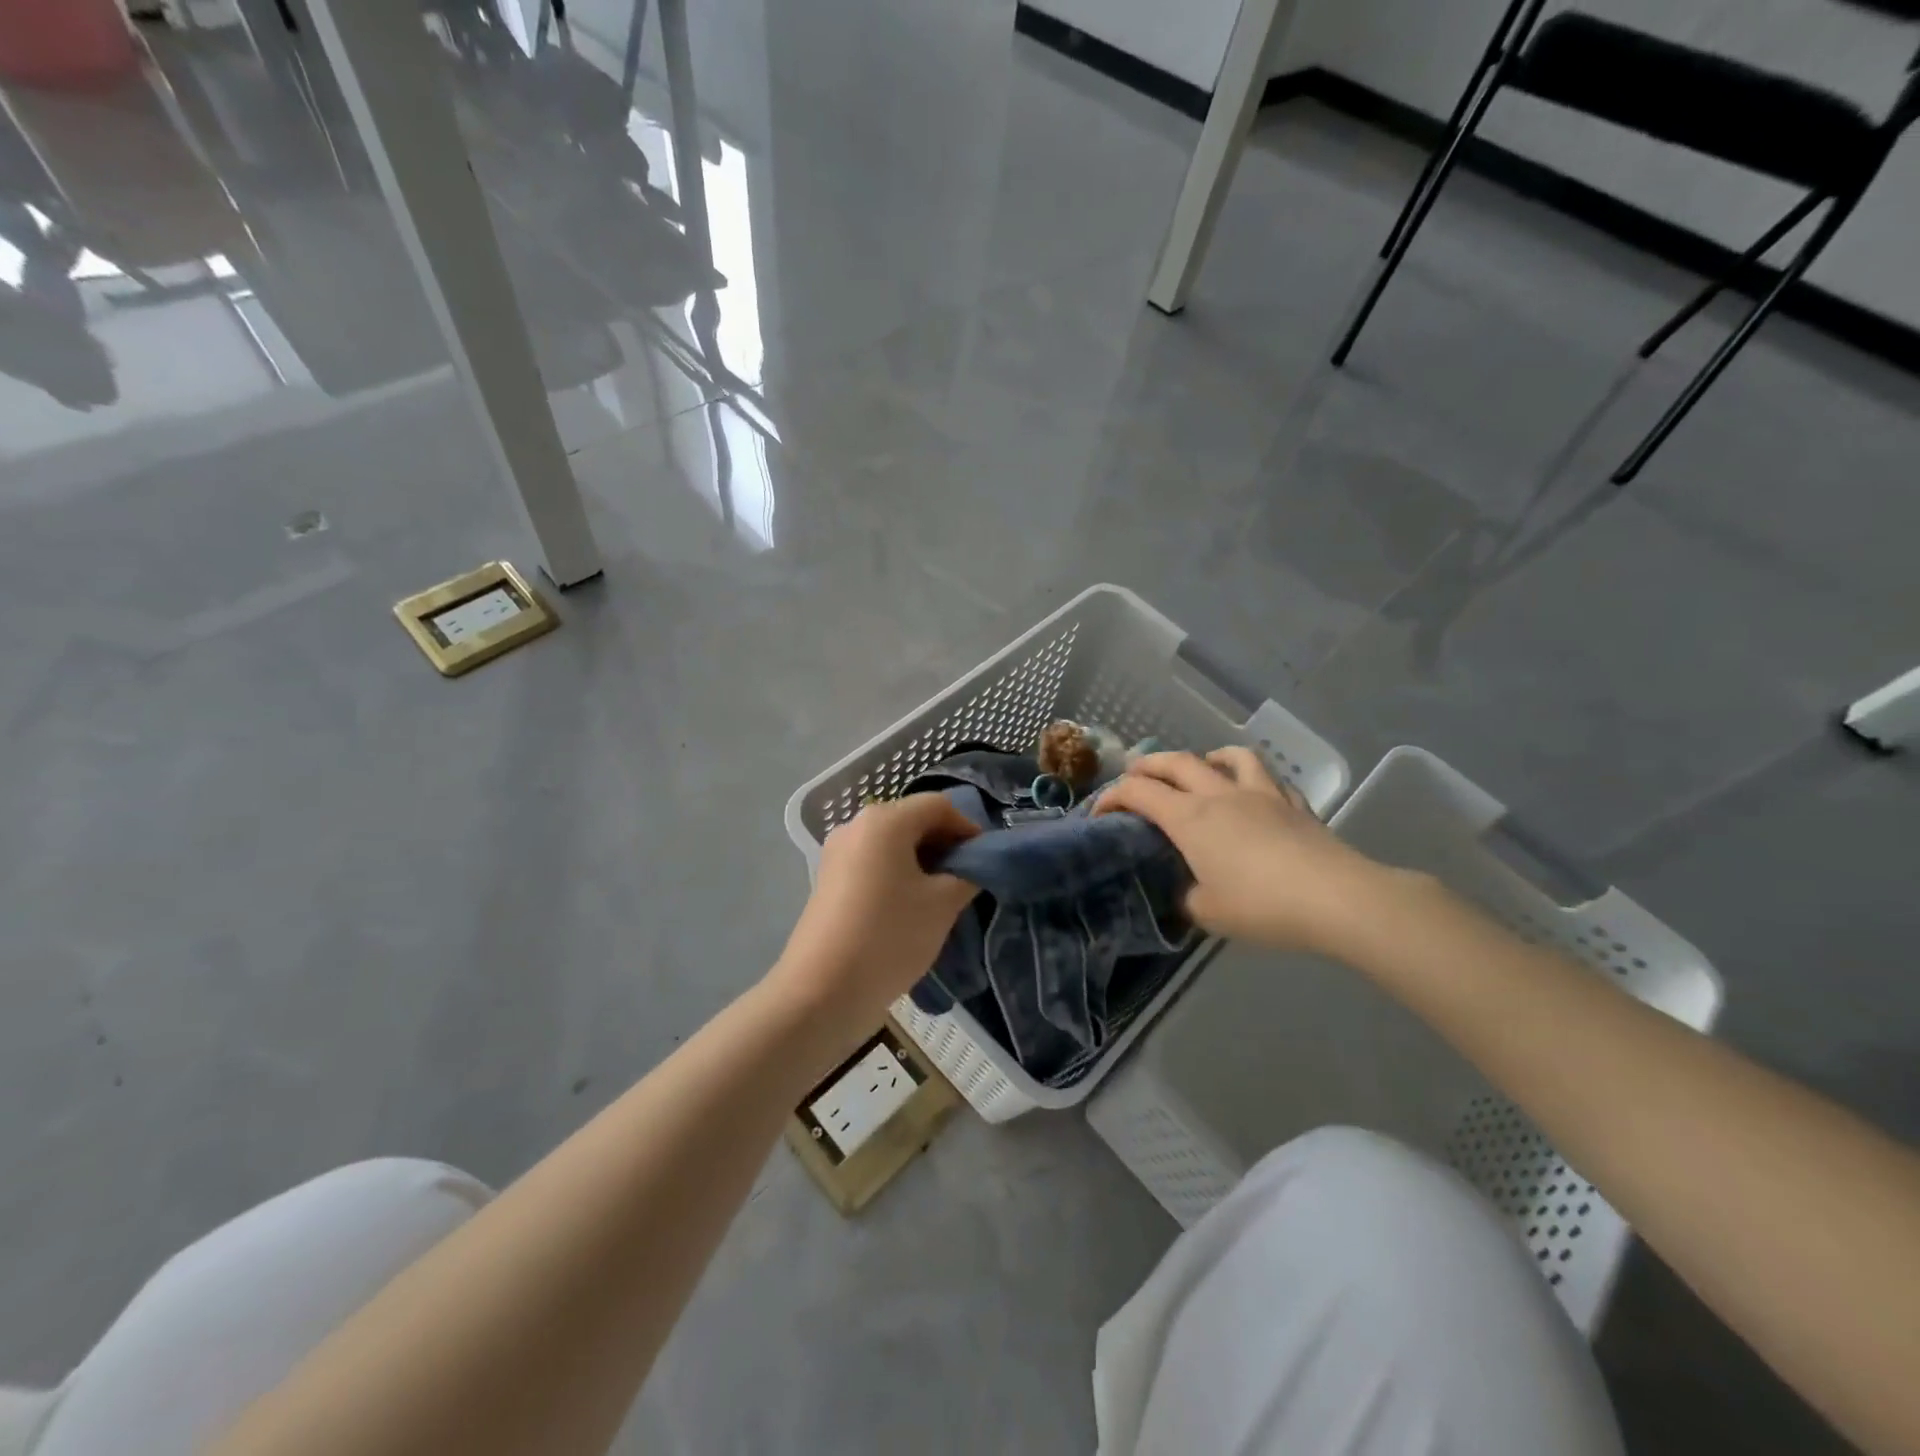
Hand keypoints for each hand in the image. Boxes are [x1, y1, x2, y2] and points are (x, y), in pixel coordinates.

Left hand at [773, 795, 980, 1026]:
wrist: (822, 991)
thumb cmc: (889, 936)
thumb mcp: (942, 905)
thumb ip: (967, 875)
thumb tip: (972, 867)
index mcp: (884, 820)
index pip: (938, 806)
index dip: (968, 828)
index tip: (985, 860)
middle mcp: (856, 825)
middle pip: (913, 820)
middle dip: (945, 844)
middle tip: (968, 879)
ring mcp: (838, 853)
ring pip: (892, 843)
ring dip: (923, 861)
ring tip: (943, 896)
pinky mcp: (829, 880)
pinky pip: (873, 863)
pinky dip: (898, 874)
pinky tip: (911, 907)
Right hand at [1095, 748, 1395, 954]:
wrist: (1337, 899)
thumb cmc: (1262, 906)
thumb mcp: (1207, 913)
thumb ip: (1184, 898)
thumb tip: (1183, 892)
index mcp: (1190, 818)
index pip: (1138, 792)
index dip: (1112, 797)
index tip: (1099, 814)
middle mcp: (1220, 795)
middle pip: (1175, 762)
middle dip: (1147, 765)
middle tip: (1134, 776)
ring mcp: (1260, 793)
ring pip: (1227, 756)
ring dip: (1203, 757)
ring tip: (1198, 769)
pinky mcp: (1293, 803)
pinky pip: (1266, 777)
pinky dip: (1248, 777)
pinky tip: (1250, 793)